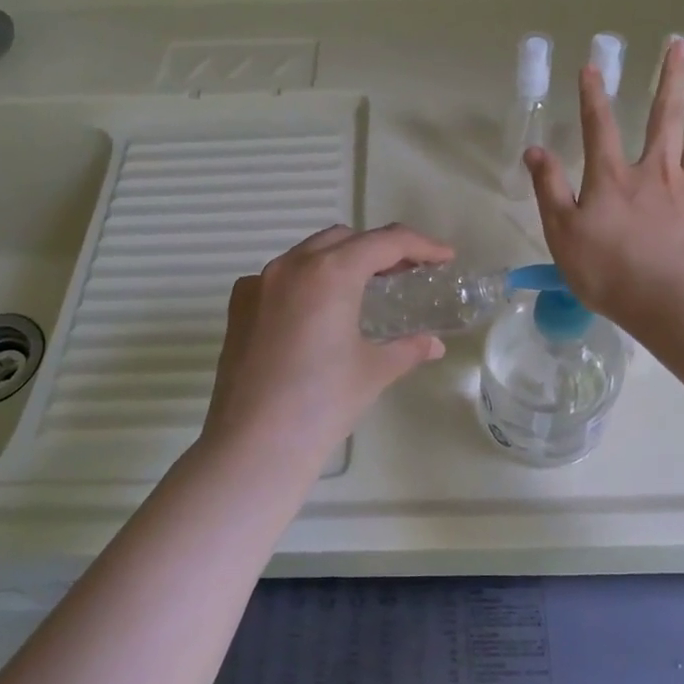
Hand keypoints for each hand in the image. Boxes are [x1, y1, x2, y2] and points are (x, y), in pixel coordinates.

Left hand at [202, 224, 452, 469]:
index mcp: (330, 273)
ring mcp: (258, 284)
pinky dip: (307, 281)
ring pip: (308, 254)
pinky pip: (280, 278)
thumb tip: (433, 345)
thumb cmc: (323, 403)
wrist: (255, 444)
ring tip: (365, 289)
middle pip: (344, 239)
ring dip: (341, 261)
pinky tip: (318, 313)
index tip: (444, 257)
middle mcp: (291, 266)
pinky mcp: (239, 307)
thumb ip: (407, 348)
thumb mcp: (374, 371)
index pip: (384, 241)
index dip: (420, 245)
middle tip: (406, 274)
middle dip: (379, 249)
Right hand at [524, 38, 683, 323]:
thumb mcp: (562, 232)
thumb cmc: (608, 270)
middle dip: (669, 81)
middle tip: (679, 45)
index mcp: (614, 178)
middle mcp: (657, 172)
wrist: (671, 300)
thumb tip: (535, 150)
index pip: (600, 127)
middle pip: (664, 118)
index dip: (594, 96)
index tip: (593, 65)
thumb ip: (550, 189)